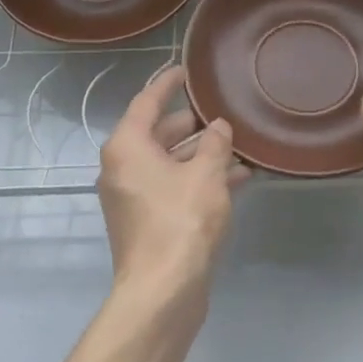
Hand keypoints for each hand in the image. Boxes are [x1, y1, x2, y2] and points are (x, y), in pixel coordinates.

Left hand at [98, 65, 247, 304]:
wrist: (162, 291)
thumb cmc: (181, 221)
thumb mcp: (206, 175)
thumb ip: (214, 144)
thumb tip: (218, 126)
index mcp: (127, 147)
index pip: (146, 101)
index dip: (167, 83)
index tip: (185, 69)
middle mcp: (123, 167)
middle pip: (159, 134)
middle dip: (193, 125)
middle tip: (223, 112)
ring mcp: (133, 196)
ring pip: (170, 163)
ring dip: (202, 155)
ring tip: (239, 146)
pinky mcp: (147, 221)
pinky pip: (174, 187)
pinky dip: (199, 180)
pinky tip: (238, 179)